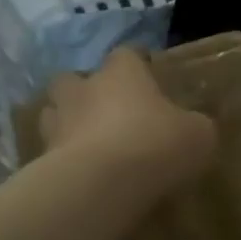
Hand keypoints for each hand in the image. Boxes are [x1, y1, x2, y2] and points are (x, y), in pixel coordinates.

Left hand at [40, 47, 218, 198]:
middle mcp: (84, 89)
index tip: (148, 75)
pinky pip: (52, 152)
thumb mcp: (197, 135)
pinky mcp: (43, 157)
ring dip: (68, 122)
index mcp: (123, 73)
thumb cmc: (155, 145)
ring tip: (88, 143)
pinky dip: (63, 159)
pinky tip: (82, 175)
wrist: (101, 184)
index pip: (127, 55)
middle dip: (86, 91)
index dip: (137, 64)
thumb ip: (194, 126)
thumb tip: (193, 127)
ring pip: (54, 112)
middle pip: (75, 78)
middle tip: (107, 111)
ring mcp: (58, 122)